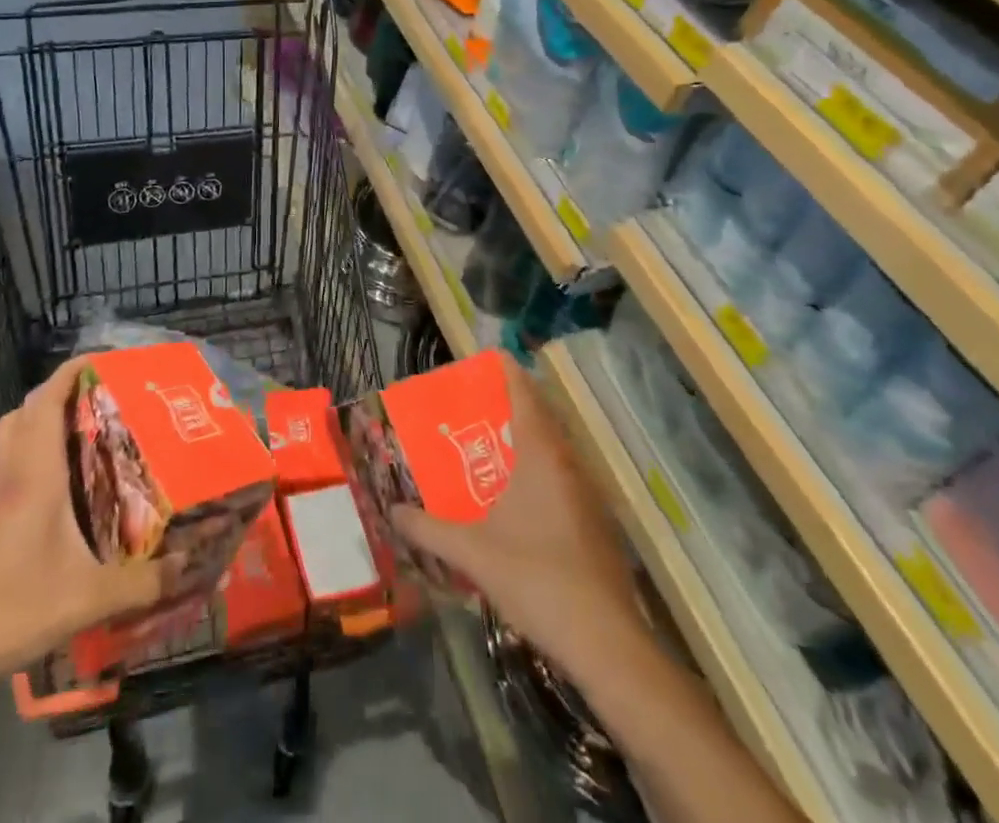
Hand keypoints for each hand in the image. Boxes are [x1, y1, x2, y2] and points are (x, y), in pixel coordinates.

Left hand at [0, 360, 177, 684]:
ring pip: (12, 434)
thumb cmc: (16, 606)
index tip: (101, 359)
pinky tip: (62, 481)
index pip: (47, 402)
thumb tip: (188, 564)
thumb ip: (143, 582)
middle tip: (100, 396)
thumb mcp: (90, 597)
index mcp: (36, 474)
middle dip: (60, 391)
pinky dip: (33, 450)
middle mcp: (13, 474)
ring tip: (82, 429)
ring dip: (41, 418)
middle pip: (26, 410)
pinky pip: (11, 462)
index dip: (70, 372)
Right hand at [393, 361, 664, 708]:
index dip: (509, 372)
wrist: (606, 641)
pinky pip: (566, 477)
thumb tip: (392, 511)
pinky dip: (544, 469)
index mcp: (541, 457)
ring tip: (496, 443)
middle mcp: (569, 465)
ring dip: (532, 438)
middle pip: (544, 417)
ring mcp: (590, 495)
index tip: (490, 357)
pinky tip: (523, 498)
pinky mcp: (599, 524)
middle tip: (482, 402)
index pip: (526, 396)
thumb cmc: (536, 578)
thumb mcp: (471, 552)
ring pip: (558, 449)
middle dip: (516, 403)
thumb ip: (428, 529)